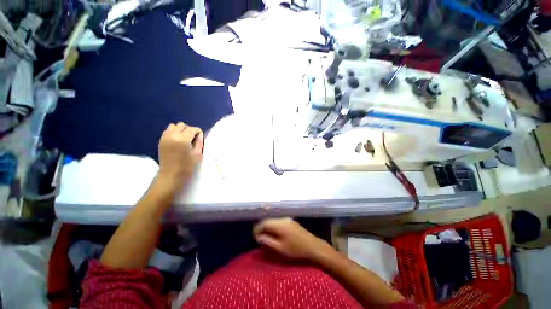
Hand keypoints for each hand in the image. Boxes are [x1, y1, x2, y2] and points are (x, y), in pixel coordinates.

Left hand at [157, 122, 202, 186]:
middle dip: (189, 129)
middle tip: (193, 138)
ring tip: (184, 138)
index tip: (200, 137)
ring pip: (173, 126)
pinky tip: (177, 141)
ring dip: (180, 130)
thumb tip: (199, 135)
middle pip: (182, 125)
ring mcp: (165, 138)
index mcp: (183, 139)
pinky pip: (167, 131)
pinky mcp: (161, 141)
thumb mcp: (197, 154)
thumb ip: (199, 142)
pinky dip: (174, 132)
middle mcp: (172, 136)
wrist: (171, 175)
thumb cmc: (187, 166)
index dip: (198, 131)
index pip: (192, 129)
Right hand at [253, 218, 334, 261]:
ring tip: (265, 236)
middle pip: (268, 220)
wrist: (313, 246)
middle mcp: (282, 219)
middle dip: (262, 228)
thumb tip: (259, 236)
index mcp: (279, 224)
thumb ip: (268, 241)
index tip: (254, 237)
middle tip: (258, 237)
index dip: (257, 229)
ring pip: (274, 220)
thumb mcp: (280, 248)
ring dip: (268, 227)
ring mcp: (288, 219)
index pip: (264, 223)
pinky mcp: (291, 221)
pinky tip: (274, 233)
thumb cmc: (296, 249)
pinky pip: (279, 222)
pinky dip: (274, 226)